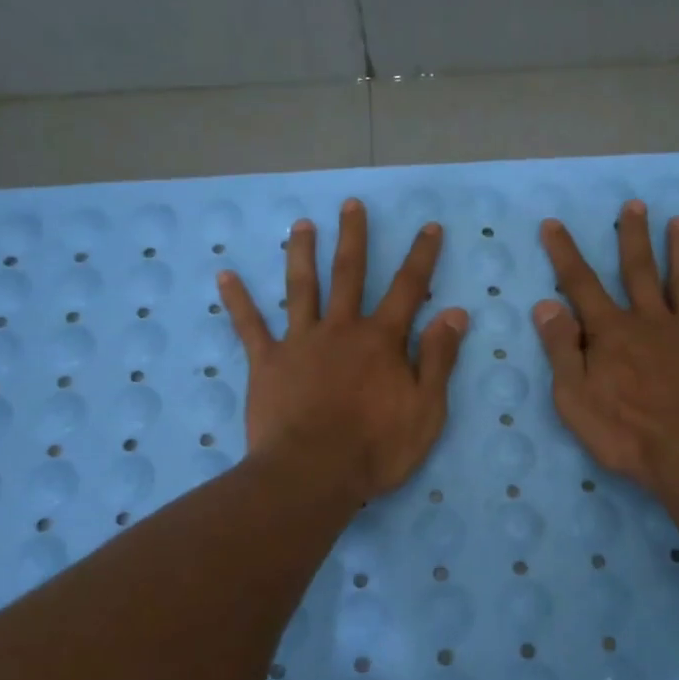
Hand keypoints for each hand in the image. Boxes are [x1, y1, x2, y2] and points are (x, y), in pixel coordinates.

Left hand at [220, 199, 468, 502]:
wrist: (312, 475)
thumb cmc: (376, 448)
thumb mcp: (426, 409)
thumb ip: (438, 359)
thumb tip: (454, 313)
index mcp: (382, 340)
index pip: (409, 289)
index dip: (422, 256)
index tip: (429, 227)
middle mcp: (341, 329)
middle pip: (349, 274)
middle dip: (354, 237)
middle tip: (351, 204)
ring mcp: (301, 342)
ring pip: (301, 288)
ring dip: (301, 254)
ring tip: (299, 224)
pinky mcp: (267, 363)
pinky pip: (249, 326)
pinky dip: (237, 301)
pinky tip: (224, 275)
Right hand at [534, 201, 678, 498]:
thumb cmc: (627, 434)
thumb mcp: (575, 399)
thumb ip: (561, 349)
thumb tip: (546, 305)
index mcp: (612, 333)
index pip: (581, 284)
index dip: (565, 253)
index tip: (554, 223)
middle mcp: (651, 321)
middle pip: (639, 271)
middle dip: (633, 236)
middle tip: (634, 204)